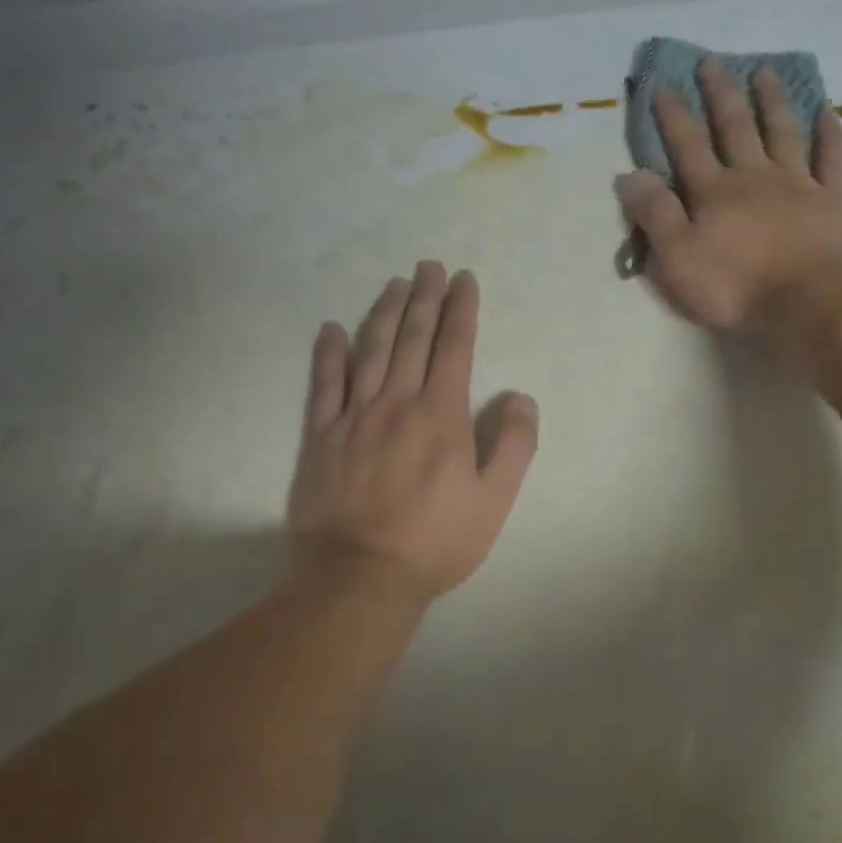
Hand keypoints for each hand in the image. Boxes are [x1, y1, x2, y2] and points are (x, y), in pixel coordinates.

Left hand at [287, 262, 539, 605]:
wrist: (359, 576)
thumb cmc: (435, 541)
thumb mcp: (494, 501)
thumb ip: (514, 445)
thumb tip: (521, 398)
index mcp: (441, 415)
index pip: (454, 348)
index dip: (460, 310)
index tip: (463, 280)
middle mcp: (397, 403)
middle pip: (412, 338)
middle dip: (424, 298)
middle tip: (429, 266)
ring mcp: (354, 417)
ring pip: (370, 351)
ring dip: (383, 313)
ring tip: (394, 284)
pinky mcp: (321, 436)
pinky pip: (323, 385)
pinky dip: (328, 354)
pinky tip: (331, 330)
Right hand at [616, 57, 841, 332]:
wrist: (809, 302)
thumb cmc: (735, 286)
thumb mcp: (676, 258)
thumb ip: (654, 215)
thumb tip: (630, 175)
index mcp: (713, 192)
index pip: (687, 145)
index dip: (673, 115)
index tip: (663, 85)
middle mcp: (753, 176)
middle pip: (734, 127)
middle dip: (720, 94)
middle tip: (711, 62)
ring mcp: (797, 184)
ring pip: (782, 132)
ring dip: (771, 101)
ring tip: (764, 72)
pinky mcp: (831, 199)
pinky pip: (831, 158)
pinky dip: (829, 133)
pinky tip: (827, 111)